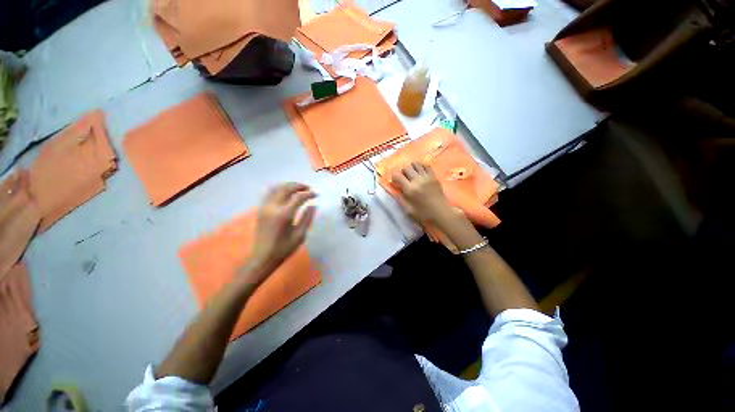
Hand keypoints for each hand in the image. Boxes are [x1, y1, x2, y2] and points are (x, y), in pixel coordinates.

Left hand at [244, 183, 316, 282]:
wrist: (263, 257)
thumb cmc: (284, 248)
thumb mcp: (300, 235)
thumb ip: (307, 218)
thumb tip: (313, 205)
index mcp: (284, 215)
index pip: (298, 197)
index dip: (309, 194)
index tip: (316, 195)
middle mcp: (273, 207)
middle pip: (286, 188)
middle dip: (299, 186)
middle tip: (309, 188)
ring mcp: (265, 207)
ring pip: (276, 188)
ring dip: (288, 185)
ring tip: (299, 188)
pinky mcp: (261, 209)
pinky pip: (269, 193)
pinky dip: (279, 189)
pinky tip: (286, 192)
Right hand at [392, 163, 460, 225]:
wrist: (442, 213)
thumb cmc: (424, 214)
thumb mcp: (408, 210)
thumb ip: (401, 199)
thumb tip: (396, 190)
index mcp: (410, 190)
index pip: (398, 176)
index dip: (394, 176)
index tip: (395, 181)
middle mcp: (418, 181)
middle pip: (406, 168)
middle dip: (402, 172)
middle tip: (404, 178)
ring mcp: (427, 177)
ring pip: (416, 164)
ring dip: (411, 167)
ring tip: (412, 174)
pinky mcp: (434, 177)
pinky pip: (426, 165)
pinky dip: (421, 166)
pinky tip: (420, 172)